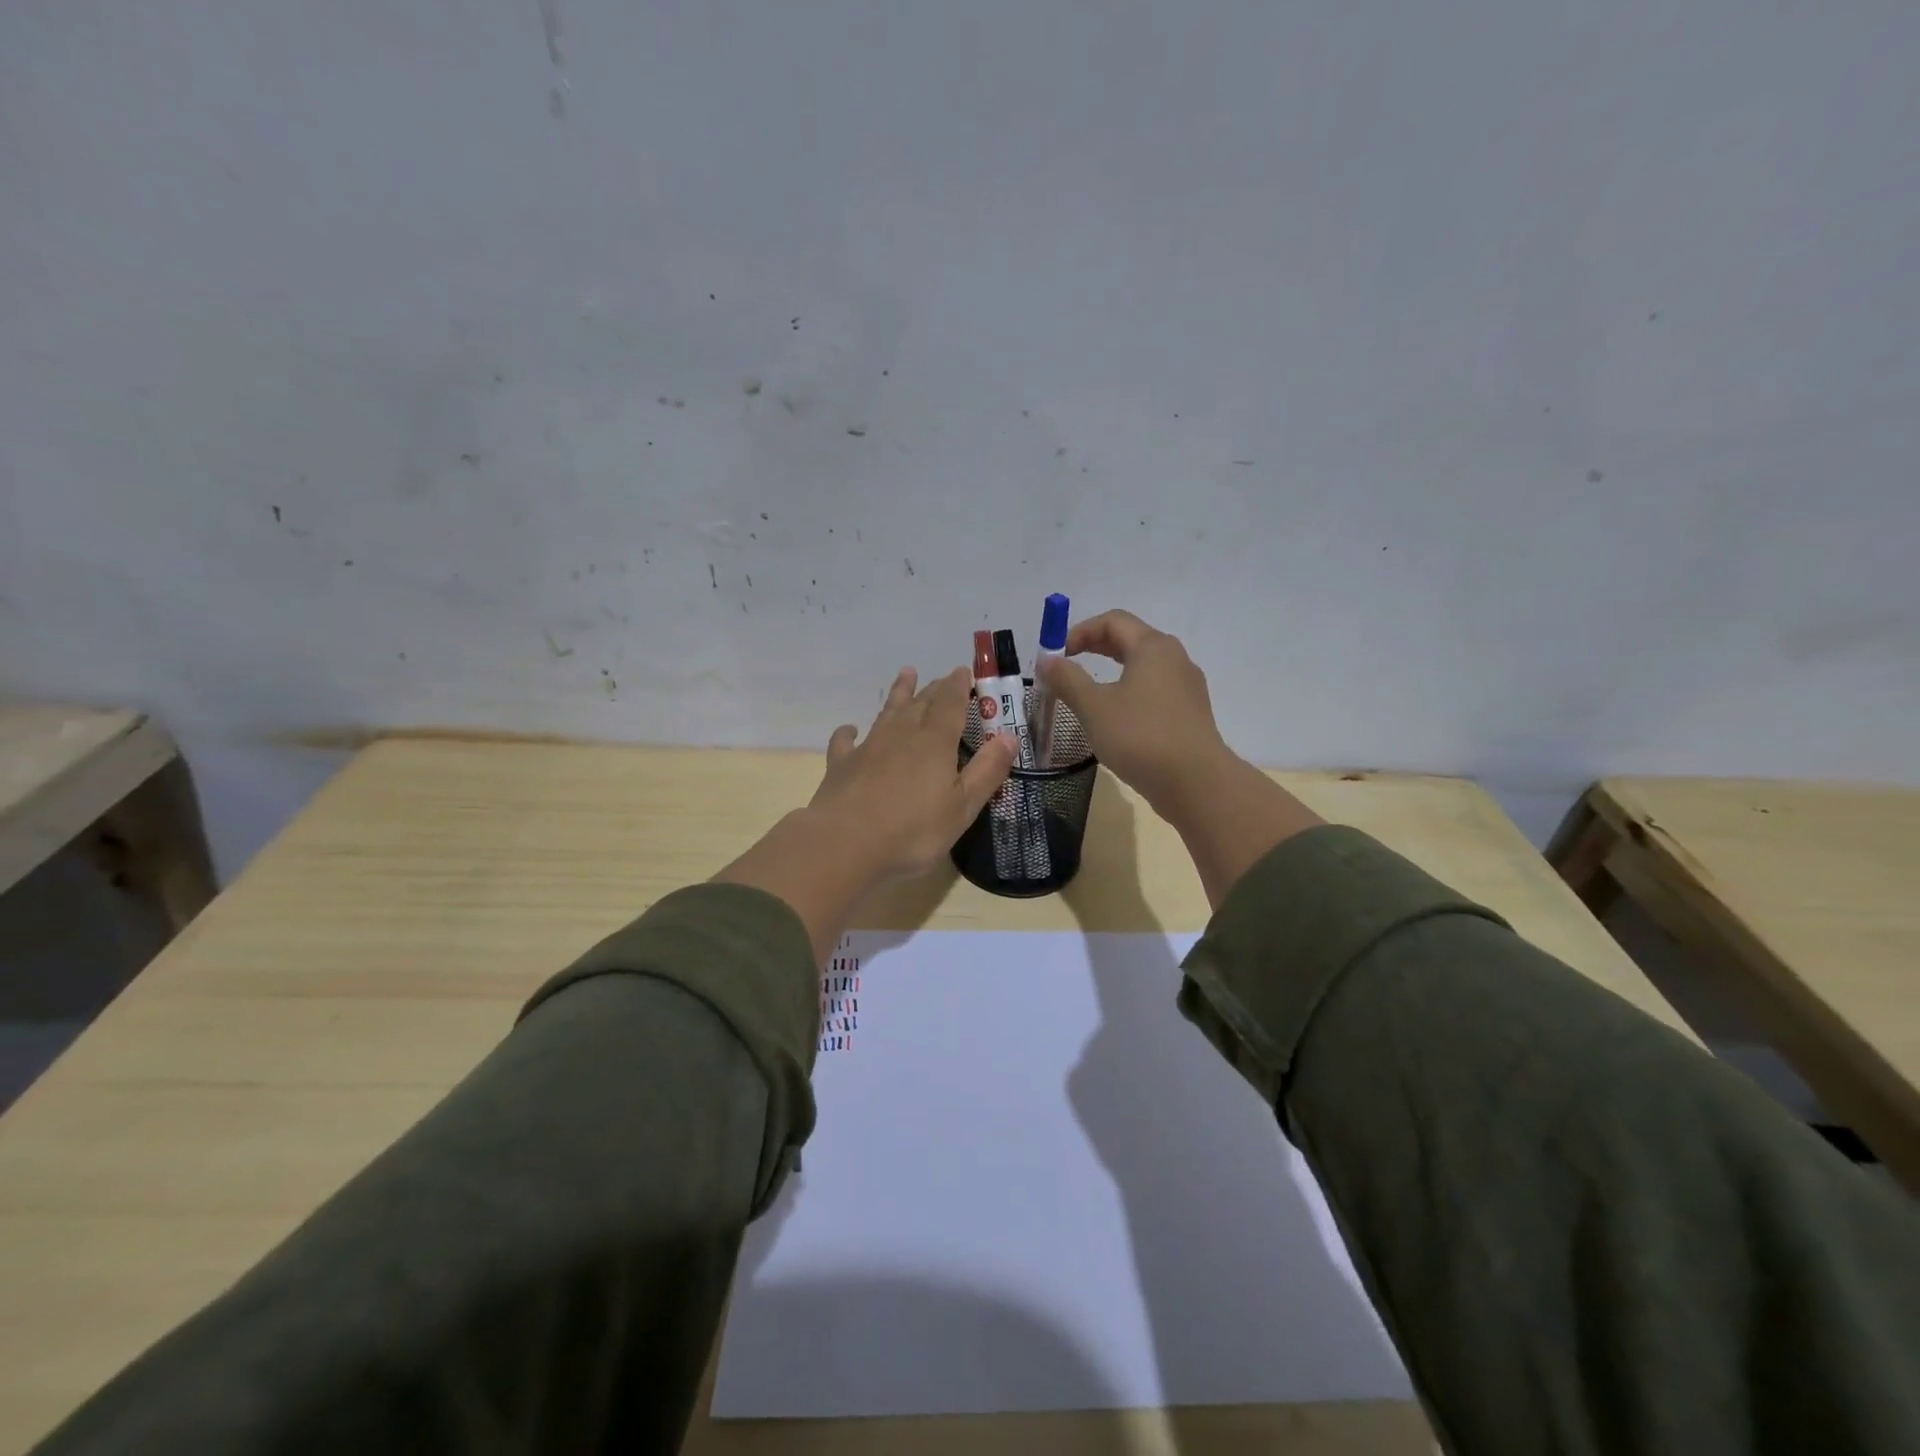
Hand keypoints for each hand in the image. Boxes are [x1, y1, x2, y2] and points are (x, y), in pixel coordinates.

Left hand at [809, 665, 1017, 882]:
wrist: (845, 844)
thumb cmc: (912, 830)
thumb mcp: (962, 806)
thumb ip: (987, 771)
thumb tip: (1010, 736)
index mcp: (934, 743)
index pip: (950, 704)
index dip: (959, 687)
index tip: (965, 671)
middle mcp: (902, 735)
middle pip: (921, 703)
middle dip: (935, 688)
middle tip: (943, 677)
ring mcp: (868, 747)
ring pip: (888, 712)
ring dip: (899, 693)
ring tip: (906, 674)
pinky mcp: (842, 765)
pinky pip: (846, 741)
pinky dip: (850, 732)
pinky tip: (851, 730)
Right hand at [1035, 609, 1232, 812]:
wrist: (1196, 783)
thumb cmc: (1141, 736)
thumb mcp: (1094, 707)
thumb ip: (1068, 680)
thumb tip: (1047, 661)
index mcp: (1153, 647)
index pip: (1113, 621)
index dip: (1080, 631)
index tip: (1057, 655)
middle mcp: (1175, 658)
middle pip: (1130, 640)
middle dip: (1095, 648)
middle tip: (1068, 667)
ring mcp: (1187, 687)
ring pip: (1144, 667)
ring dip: (1112, 672)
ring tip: (1089, 694)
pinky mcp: (1190, 713)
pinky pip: (1155, 691)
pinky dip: (1130, 693)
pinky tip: (1117, 719)